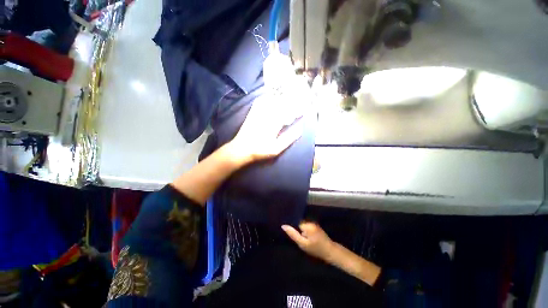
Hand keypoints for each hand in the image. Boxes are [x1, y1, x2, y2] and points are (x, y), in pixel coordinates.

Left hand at [226, 94, 304, 164]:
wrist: (241, 149)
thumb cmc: (260, 150)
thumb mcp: (276, 149)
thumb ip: (288, 138)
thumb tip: (300, 129)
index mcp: (274, 123)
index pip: (289, 112)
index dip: (298, 110)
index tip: (304, 109)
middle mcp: (267, 114)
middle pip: (282, 104)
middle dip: (292, 102)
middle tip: (299, 101)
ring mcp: (259, 112)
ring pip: (272, 100)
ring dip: (282, 98)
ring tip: (289, 98)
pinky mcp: (252, 112)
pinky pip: (261, 101)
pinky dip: (268, 98)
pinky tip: (272, 98)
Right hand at [282, 222, 334, 261]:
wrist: (330, 251)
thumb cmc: (316, 249)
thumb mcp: (303, 244)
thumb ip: (293, 234)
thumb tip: (283, 226)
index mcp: (307, 225)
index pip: (295, 219)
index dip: (289, 222)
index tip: (283, 223)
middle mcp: (309, 221)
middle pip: (298, 220)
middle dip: (293, 224)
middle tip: (287, 229)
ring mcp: (312, 222)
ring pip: (301, 222)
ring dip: (297, 226)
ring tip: (291, 230)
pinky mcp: (314, 225)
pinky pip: (305, 224)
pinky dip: (302, 227)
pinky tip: (300, 232)